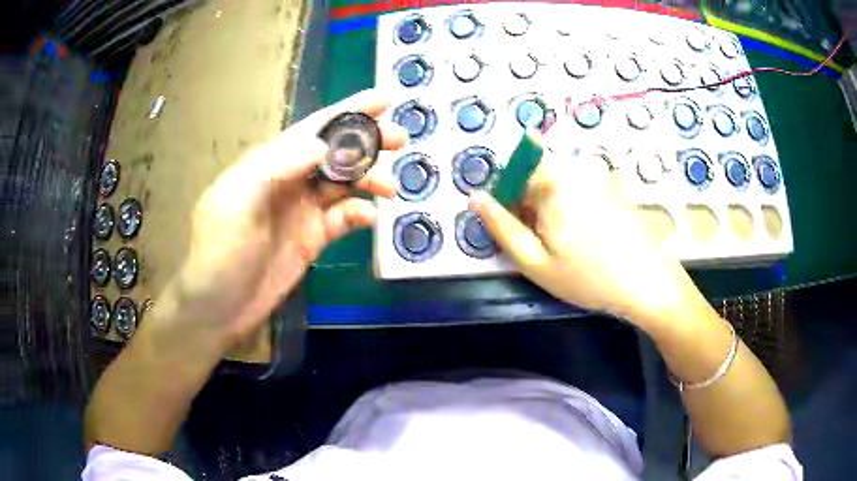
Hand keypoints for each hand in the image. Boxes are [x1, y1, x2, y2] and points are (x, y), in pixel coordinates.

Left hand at [169, 90, 407, 345]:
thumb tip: (323, 146)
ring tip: (391, 188)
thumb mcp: (238, 202)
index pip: (313, 129)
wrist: (219, 308)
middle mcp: (290, 180)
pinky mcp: (313, 238)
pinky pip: (344, 219)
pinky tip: (369, 218)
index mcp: (269, 163)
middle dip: (367, 142)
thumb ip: (277, 167)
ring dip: (370, 180)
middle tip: (400, 139)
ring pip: (345, 184)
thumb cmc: (219, 252)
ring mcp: (303, 210)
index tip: (383, 100)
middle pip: (336, 152)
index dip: (347, 112)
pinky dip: (360, 214)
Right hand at [470, 146, 694, 325]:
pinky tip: (592, 235)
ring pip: (560, 183)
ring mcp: (598, 176)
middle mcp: (575, 170)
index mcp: (552, 184)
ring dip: (555, 206)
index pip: (514, 173)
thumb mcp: (536, 262)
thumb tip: (474, 197)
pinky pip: (582, 187)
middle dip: (533, 203)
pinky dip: (577, 206)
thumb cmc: (588, 277)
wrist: (648, 282)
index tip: (520, 230)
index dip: (510, 200)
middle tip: (547, 243)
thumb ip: (502, 227)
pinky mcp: (615, 185)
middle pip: (538, 175)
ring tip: (572, 242)